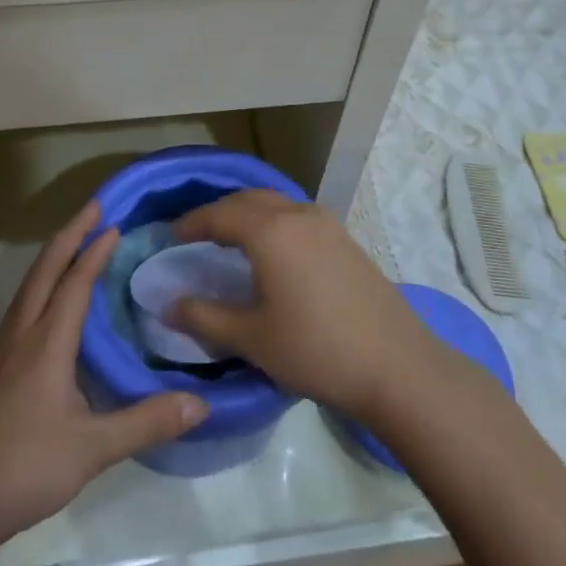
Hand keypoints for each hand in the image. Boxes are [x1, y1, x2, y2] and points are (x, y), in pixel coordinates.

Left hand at [0, 203, 207, 556]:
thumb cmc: (22, 468)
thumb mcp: (92, 449)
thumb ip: (145, 422)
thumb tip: (200, 402)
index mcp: (47, 343)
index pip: (74, 283)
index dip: (94, 251)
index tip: (114, 222)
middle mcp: (23, 338)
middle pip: (44, 272)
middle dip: (69, 235)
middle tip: (93, 208)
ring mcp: (3, 356)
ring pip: (28, 289)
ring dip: (51, 258)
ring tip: (72, 244)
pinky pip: (22, 311)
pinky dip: (41, 288)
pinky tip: (48, 309)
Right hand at [170, 190, 438, 420]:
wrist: (396, 365)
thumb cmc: (315, 350)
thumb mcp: (252, 338)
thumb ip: (205, 317)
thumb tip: (169, 305)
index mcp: (270, 231)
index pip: (220, 214)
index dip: (192, 223)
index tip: (171, 236)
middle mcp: (297, 215)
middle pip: (248, 199)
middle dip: (219, 212)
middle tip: (197, 236)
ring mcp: (327, 224)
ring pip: (276, 204)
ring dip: (248, 214)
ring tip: (231, 241)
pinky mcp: (345, 239)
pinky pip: (297, 216)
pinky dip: (273, 222)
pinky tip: (272, 252)